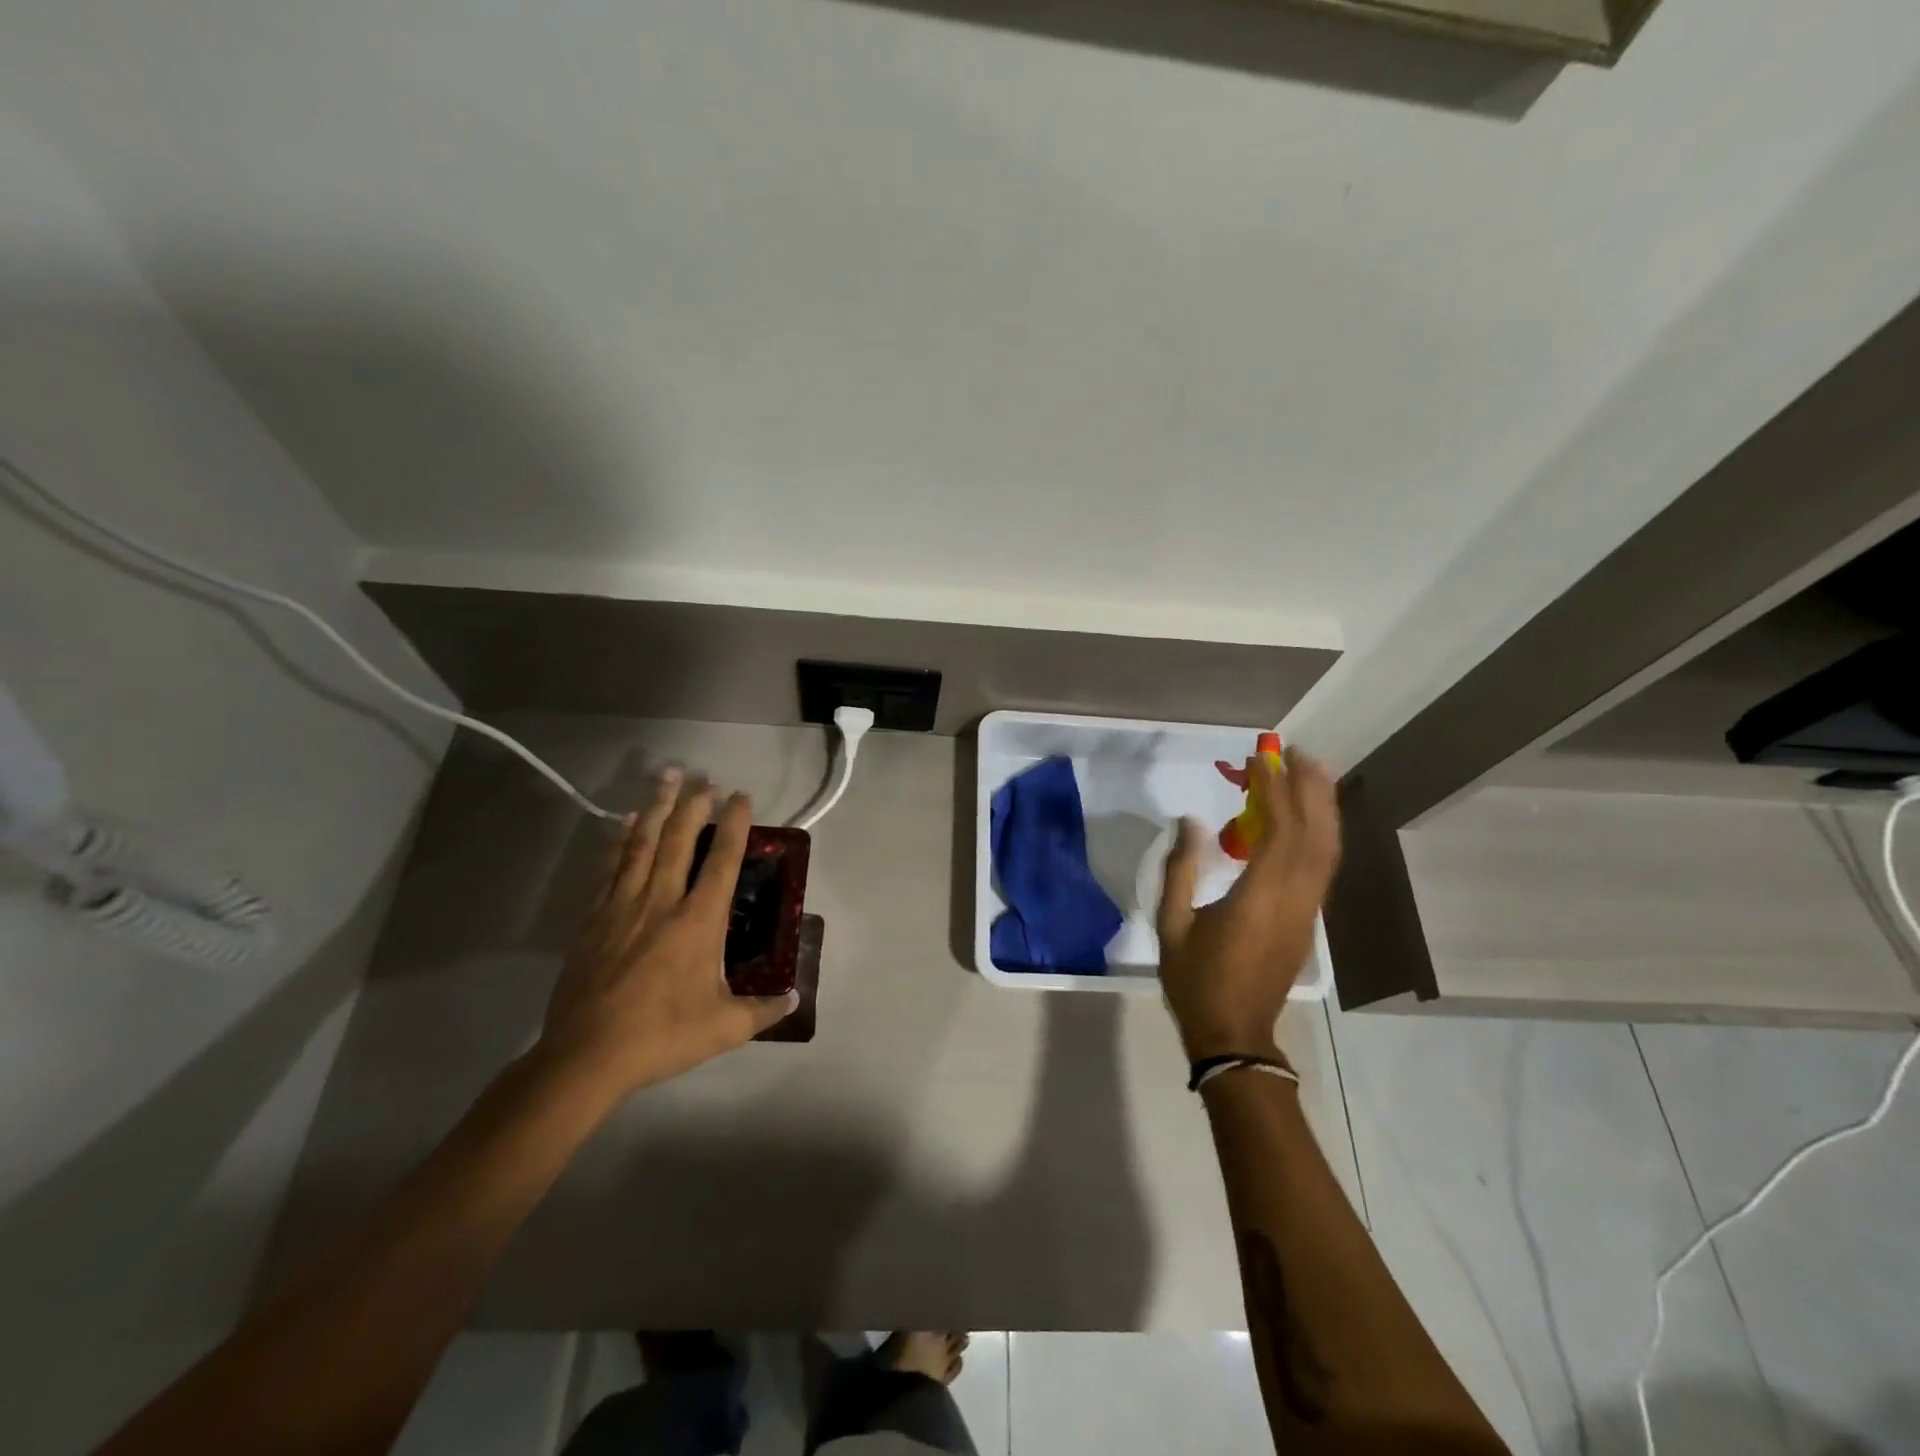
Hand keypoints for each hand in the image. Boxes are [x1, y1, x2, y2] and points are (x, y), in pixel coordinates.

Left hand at [537, 771, 796, 1101]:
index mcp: (699, 921)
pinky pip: (609, 867)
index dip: (735, 825)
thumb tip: (794, 999)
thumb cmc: (662, 1036)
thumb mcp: (725, 1028)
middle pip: (679, 839)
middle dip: (694, 804)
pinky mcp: (594, 918)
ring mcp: (623, 905)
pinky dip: (618, 839)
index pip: (723, 860)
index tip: (741, 796)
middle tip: (704, 777)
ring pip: (642, 843)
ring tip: (666, 777)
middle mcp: (662, 901)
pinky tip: (622, 821)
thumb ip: (763, 1010)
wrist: (586, 1055)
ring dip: (656, 807)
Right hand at [1156, 747, 1341, 1061]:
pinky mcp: (1308, 919)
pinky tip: (1310, 819)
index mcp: (1259, 896)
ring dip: (1323, 807)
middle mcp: (1294, 897)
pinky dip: (1321, 833)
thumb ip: (1180, 869)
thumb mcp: (1172, 923)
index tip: (1264, 760)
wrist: (1235, 1033)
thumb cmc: (1196, 979)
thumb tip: (1189, 821)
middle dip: (1310, 789)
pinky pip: (1322, 866)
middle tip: (1297, 754)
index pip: (1278, 830)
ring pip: (1327, 849)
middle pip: (1315, 833)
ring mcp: (1307, 909)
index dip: (1275, 791)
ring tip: (1313, 773)